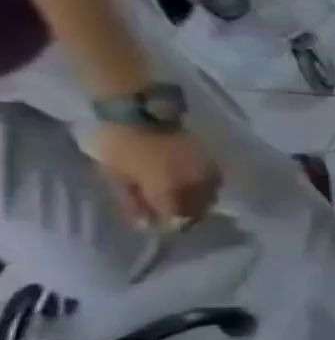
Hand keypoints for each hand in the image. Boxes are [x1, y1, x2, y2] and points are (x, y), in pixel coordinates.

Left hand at [94, 123, 221, 227]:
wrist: (140, 112)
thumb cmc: (120, 145)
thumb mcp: (115, 175)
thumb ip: (132, 202)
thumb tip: (145, 224)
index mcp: (170, 190)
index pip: (178, 218)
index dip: (169, 225)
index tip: (160, 227)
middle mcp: (196, 185)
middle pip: (199, 209)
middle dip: (187, 216)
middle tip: (173, 218)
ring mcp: (207, 173)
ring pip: (211, 197)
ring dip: (199, 204)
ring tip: (185, 204)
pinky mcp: (211, 163)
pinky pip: (215, 184)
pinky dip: (207, 191)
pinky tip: (195, 189)